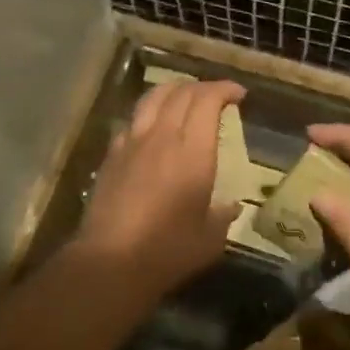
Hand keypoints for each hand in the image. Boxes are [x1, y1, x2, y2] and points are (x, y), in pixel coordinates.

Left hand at [70, 79, 245, 301]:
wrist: (111, 261)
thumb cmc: (169, 250)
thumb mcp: (211, 238)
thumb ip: (224, 216)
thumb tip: (231, 206)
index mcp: (193, 152)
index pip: (207, 100)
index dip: (224, 89)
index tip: (238, 94)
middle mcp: (163, 137)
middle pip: (181, 93)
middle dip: (203, 87)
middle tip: (217, 96)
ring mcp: (132, 143)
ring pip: (153, 98)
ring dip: (174, 90)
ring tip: (185, 97)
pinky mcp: (112, 155)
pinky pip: (132, 120)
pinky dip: (149, 113)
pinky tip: (152, 126)